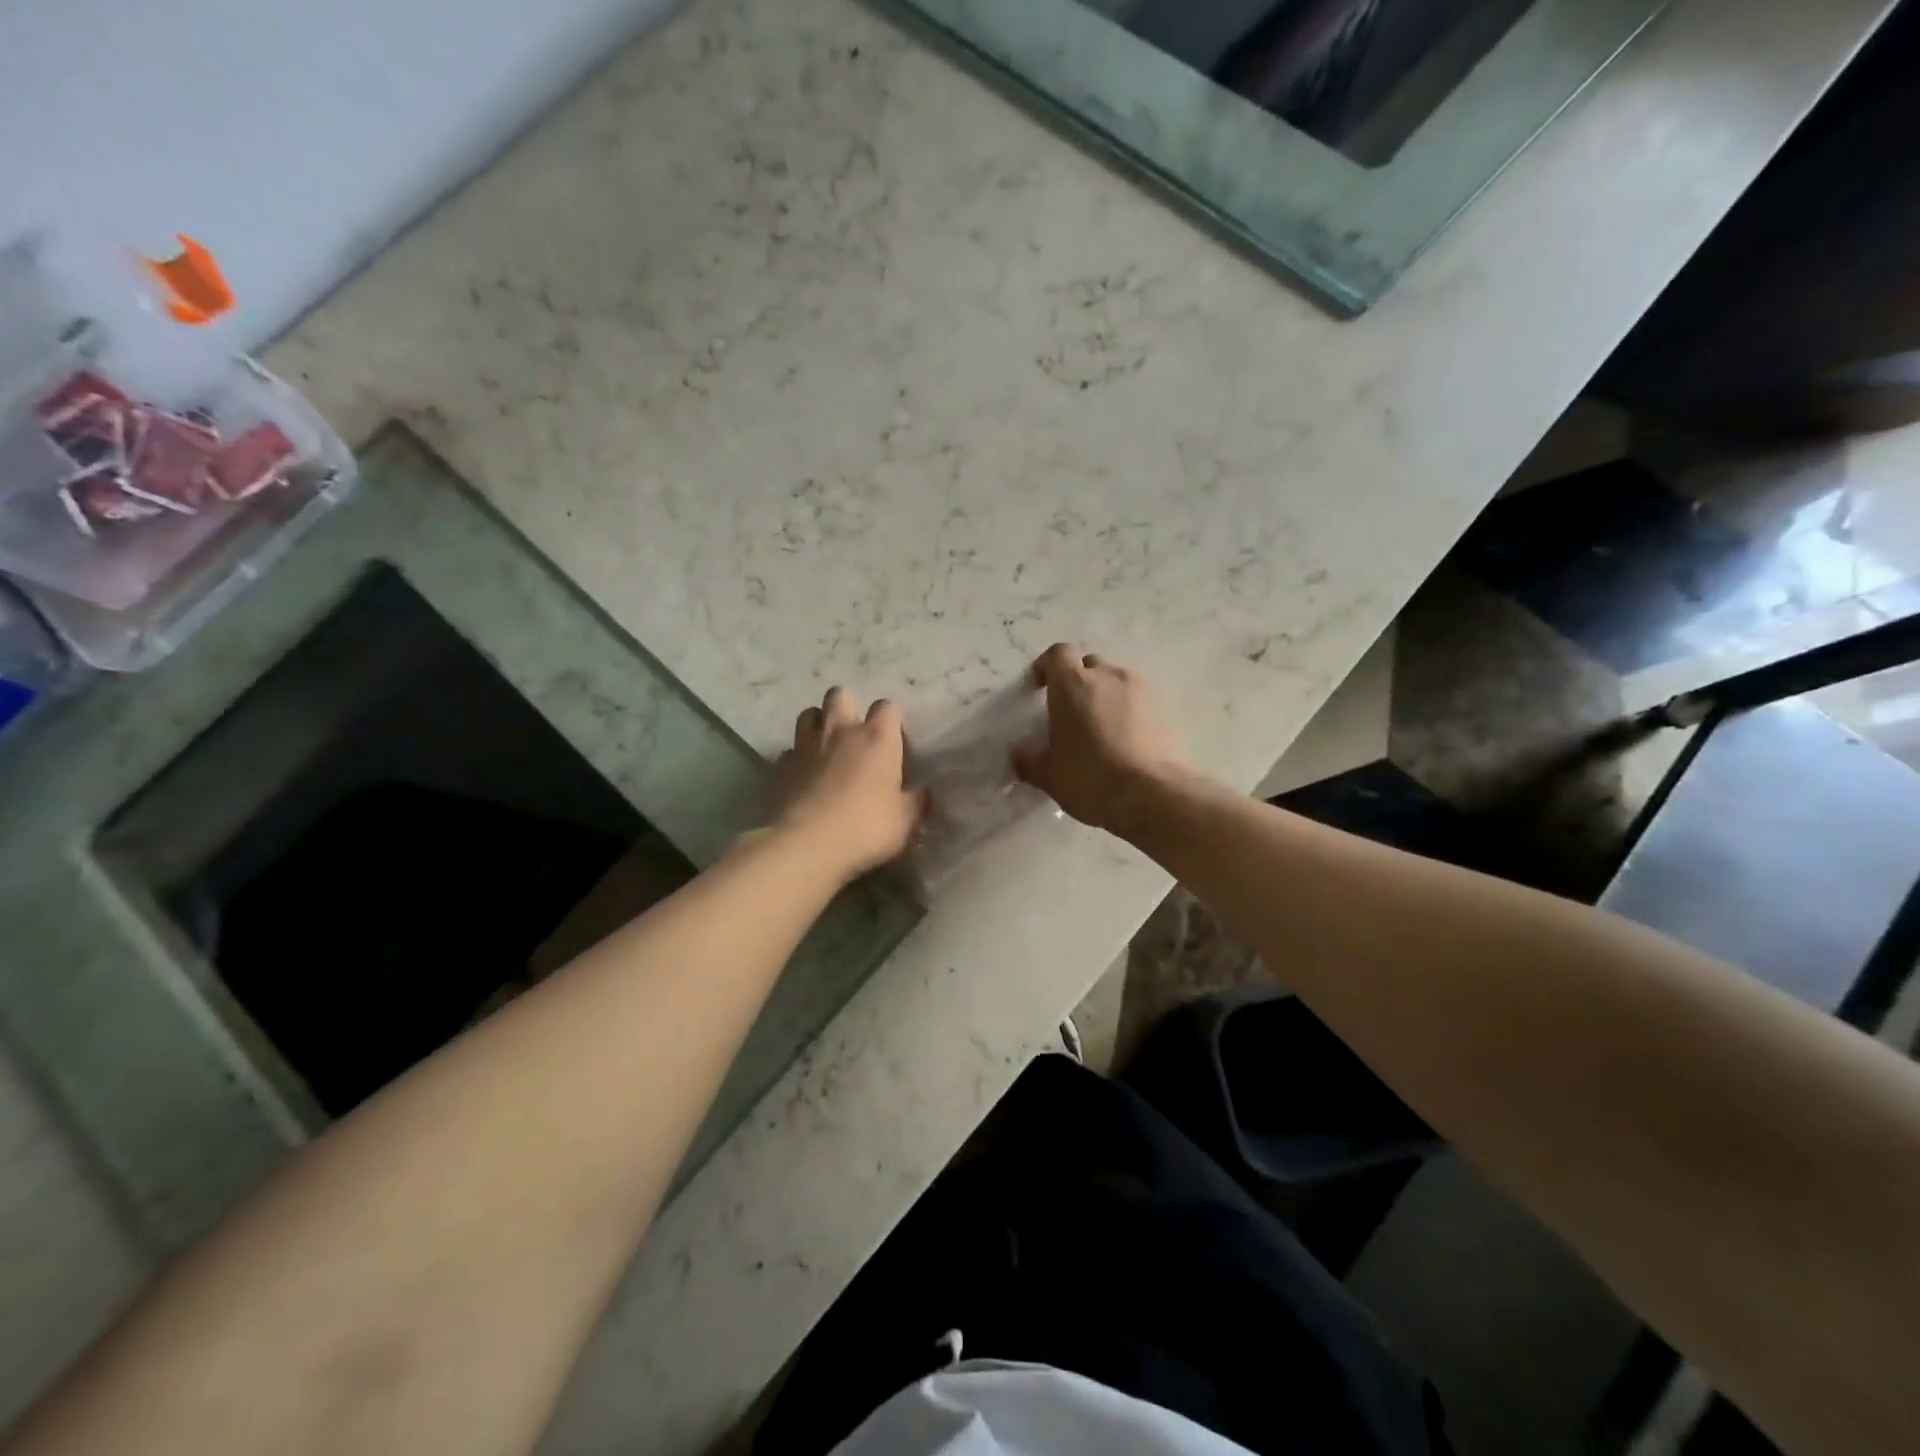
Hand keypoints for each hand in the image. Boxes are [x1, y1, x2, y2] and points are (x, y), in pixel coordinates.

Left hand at [772, 687, 925, 879]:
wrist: (805, 846)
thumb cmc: (865, 829)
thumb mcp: (905, 821)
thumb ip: (917, 802)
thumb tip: (925, 793)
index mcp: (877, 739)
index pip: (888, 707)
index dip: (892, 720)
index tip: (895, 744)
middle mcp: (840, 731)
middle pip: (840, 694)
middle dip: (848, 707)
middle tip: (855, 735)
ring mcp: (806, 745)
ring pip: (809, 714)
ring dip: (819, 724)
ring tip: (826, 748)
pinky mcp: (781, 765)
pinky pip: (790, 750)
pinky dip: (798, 758)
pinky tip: (804, 777)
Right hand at [1011, 644, 1186, 833]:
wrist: (1151, 795)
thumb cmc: (1089, 777)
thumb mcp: (1047, 774)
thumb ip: (1028, 759)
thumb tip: (1020, 753)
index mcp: (1072, 684)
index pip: (1057, 654)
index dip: (1047, 667)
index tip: (1040, 688)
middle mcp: (1108, 676)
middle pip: (1089, 665)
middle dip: (1078, 682)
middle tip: (1071, 713)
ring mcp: (1141, 690)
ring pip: (1116, 682)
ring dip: (1106, 697)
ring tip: (1101, 729)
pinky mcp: (1164, 709)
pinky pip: (1139, 702)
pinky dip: (1129, 713)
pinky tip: (1125, 742)